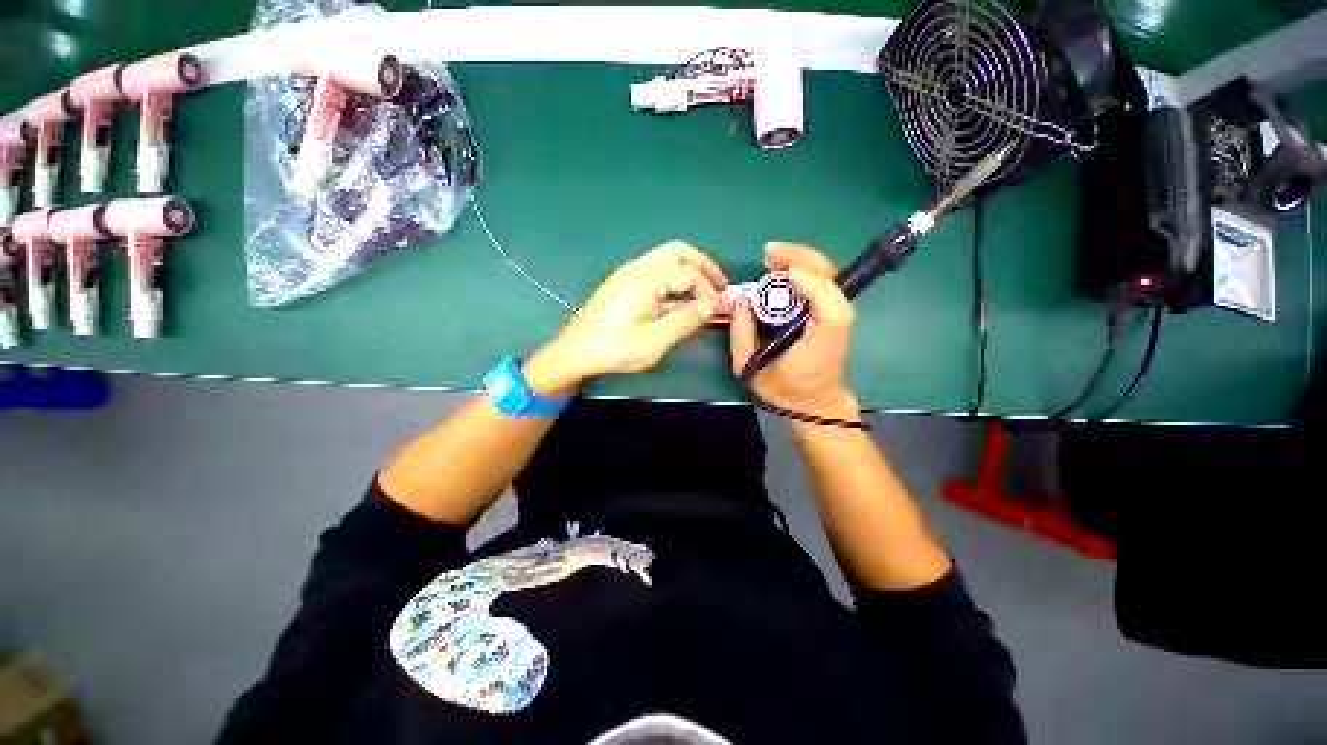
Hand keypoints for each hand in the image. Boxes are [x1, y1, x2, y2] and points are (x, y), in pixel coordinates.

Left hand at [524, 241, 726, 394]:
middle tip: (720, 286)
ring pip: (667, 257)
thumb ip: (685, 320)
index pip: (689, 273)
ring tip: (704, 291)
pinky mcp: (624, 281)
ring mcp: (629, 271)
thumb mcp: (654, 340)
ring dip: (689, 269)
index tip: (717, 308)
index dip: (708, 289)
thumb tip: (711, 305)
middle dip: (703, 266)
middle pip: (679, 251)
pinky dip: (675, 276)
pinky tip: (680, 296)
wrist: (575, 351)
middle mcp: (638, 266)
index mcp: (646, 278)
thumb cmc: (614, 348)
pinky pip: (656, 268)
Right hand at [729, 242, 860, 421]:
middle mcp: (835, 323)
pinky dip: (804, 269)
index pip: (830, 307)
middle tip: (769, 254)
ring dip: (801, 259)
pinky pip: (821, 281)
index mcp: (819, 343)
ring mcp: (837, 314)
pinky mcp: (831, 311)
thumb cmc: (782, 388)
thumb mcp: (750, 367)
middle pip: (832, 279)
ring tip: (772, 258)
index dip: (810, 283)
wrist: (811, 400)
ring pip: (829, 275)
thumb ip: (742, 334)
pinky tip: (783, 269)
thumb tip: (743, 299)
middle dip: (801, 258)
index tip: (779, 273)